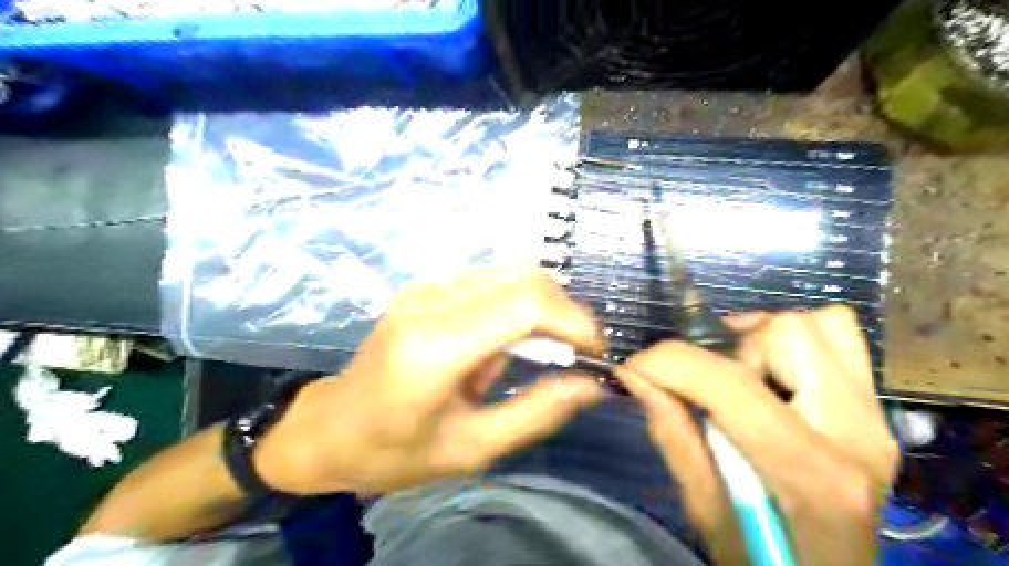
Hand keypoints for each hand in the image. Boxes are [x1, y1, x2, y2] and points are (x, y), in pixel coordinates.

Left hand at [253, 268, 605, 491]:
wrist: (329, 429)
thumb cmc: (394, 451)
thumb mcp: (471, 449)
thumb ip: (537, 413)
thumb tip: (592, 385)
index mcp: (435, 347)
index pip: (524, 305)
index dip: (573, 320)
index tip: (595, 351)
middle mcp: (430, 302)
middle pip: (524, 280)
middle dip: (564, 314)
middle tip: (574, 355)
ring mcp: (425, 288)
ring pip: (511, 276)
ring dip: (539, 312)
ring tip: (532, 357)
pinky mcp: (426, 288)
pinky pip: (491, 284)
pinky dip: (515, 308)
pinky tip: (500, 347)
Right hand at [615, 308, 897, 564]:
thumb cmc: (762, 561)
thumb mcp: (703, 509)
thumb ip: (672, 433)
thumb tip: (634, 373)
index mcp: (812, 474)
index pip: (731, 384)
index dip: (671, 363)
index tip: (636, 367)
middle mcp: (857, 432)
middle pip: (787, 333)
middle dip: (727, 346)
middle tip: (702, 378)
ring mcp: (876, 418)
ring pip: (818, 325)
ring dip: (762, 338)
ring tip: (737, 372)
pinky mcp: (875, 411)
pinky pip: (838, 340)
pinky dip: (792, 342)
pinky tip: (768, 373)